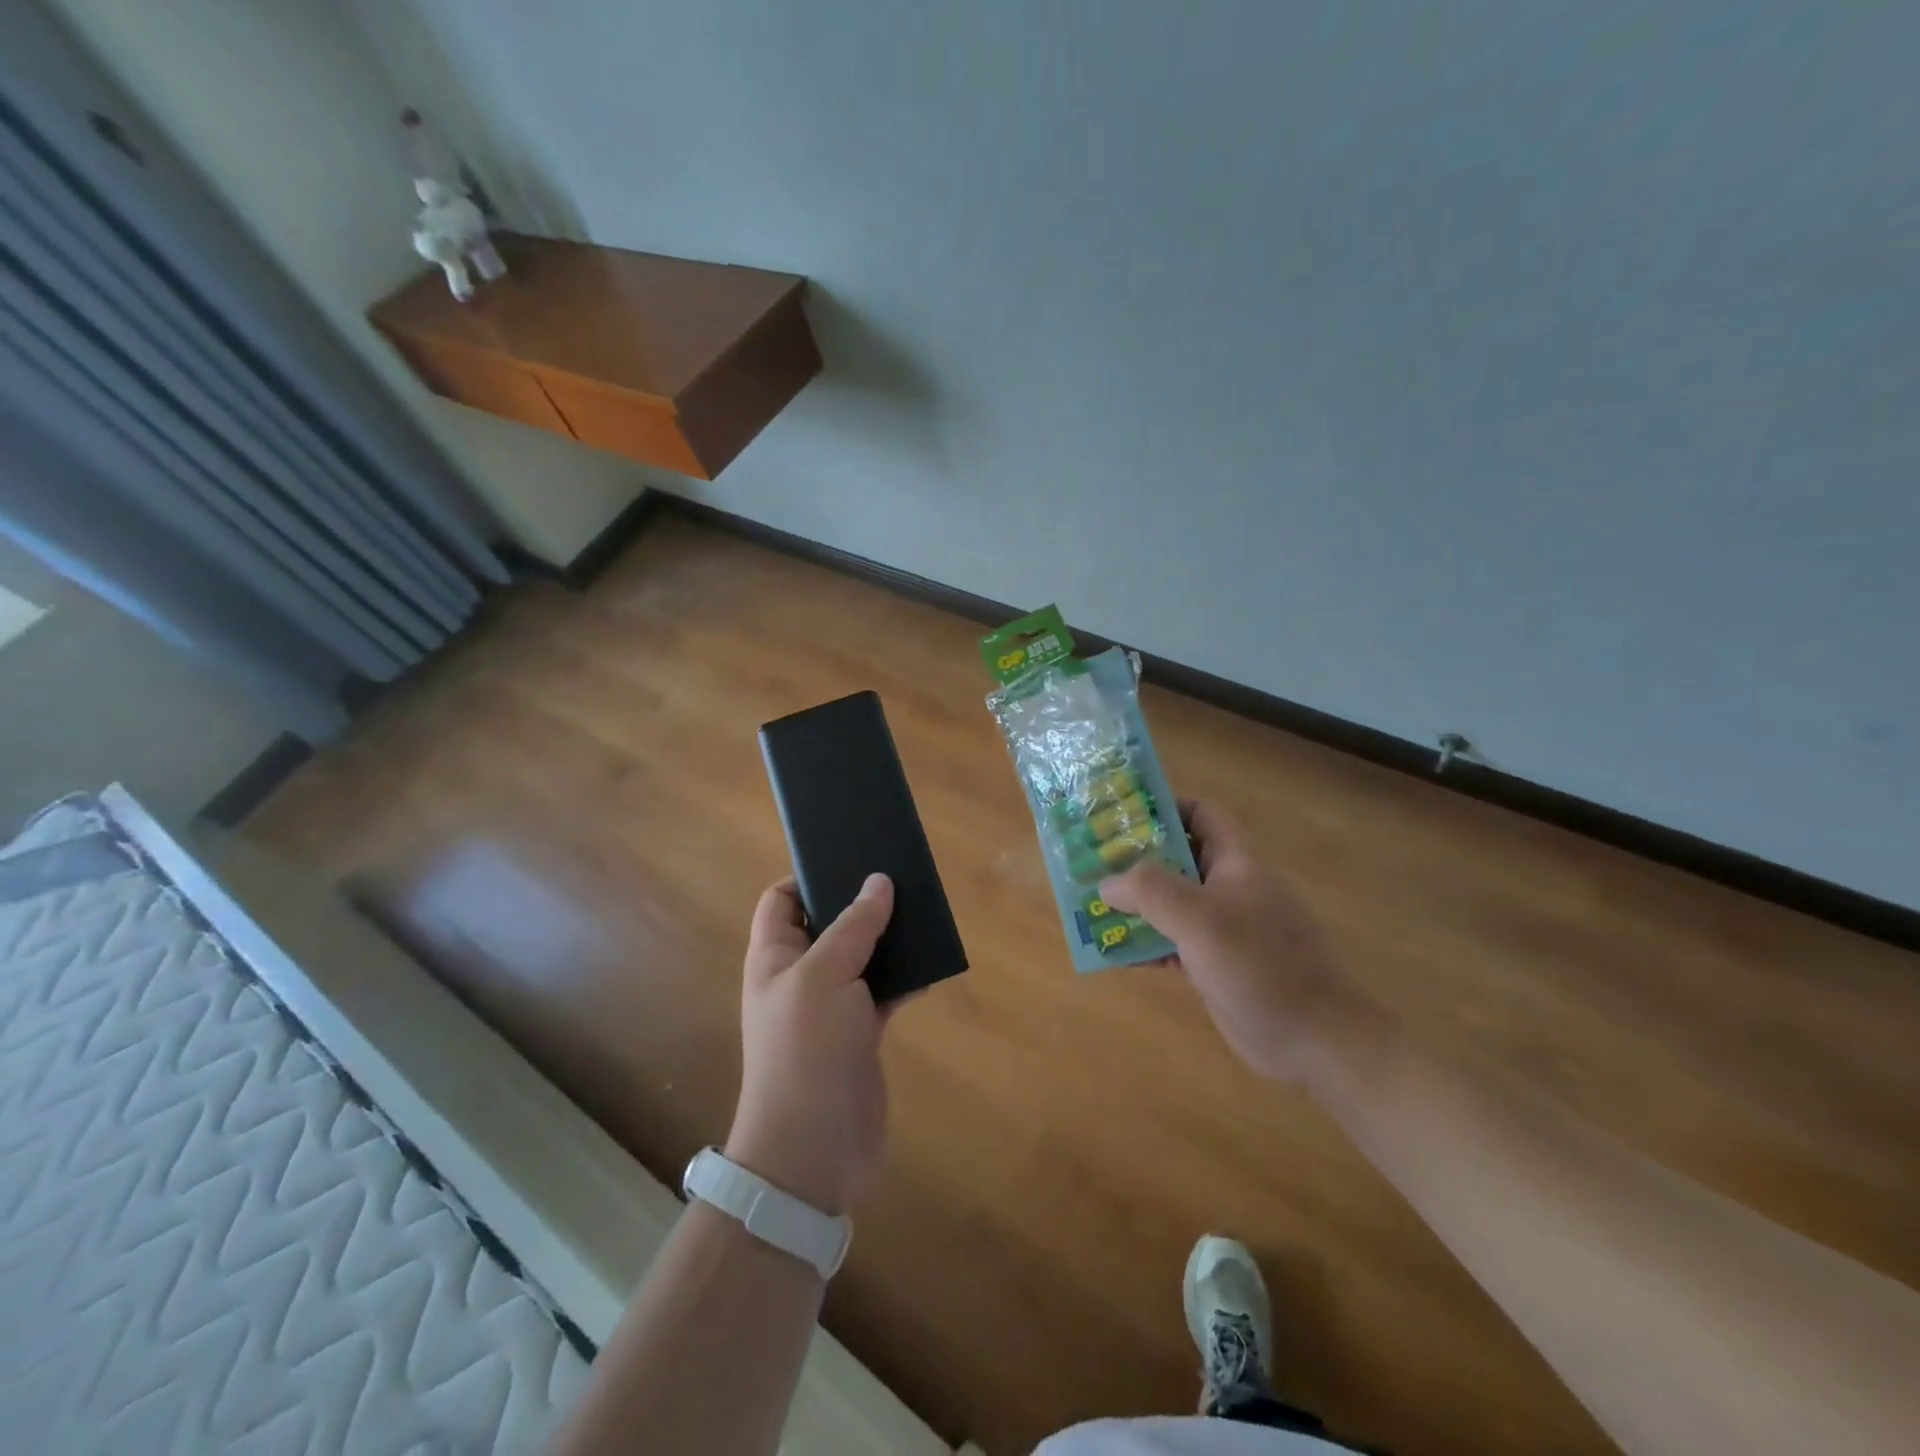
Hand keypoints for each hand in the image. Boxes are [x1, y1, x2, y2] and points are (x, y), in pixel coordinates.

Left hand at [726, 873, 895, 1215]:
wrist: (813, 1149)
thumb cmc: (806, 1050)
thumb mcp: (825, 976)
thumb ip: (854, 926)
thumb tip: (878, 881)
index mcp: (775, 956)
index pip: (780, 899)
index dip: (807, 875)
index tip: (850, 858)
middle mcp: (800, 975)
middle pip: (828, 922)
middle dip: (859, 901)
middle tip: (900, 876)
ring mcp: (831, 1006)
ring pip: (861, 955)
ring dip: (888, 937)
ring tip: (923, 910)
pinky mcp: (860, 1032)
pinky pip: (883, 990)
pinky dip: (904, 976)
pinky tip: (931, 962)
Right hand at [1100, 800, 1389, 1087]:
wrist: (1316, 1043)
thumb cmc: (1261, 966)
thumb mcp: (1201, 919)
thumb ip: (1150, 891)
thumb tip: (1106, 883)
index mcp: (1236, 863)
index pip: (1201, 814)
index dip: (1163, 808)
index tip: (1119, 818)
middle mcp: (1230, 888)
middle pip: (1178, 858)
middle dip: (1134, 860)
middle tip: (1091, 864)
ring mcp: (1224, 929)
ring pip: (1171, 904)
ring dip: (1134, 905)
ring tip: (1090, 906)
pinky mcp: (1217, 965)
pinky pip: (1173, 943)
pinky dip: (1145, 944)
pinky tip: (1114, 954)